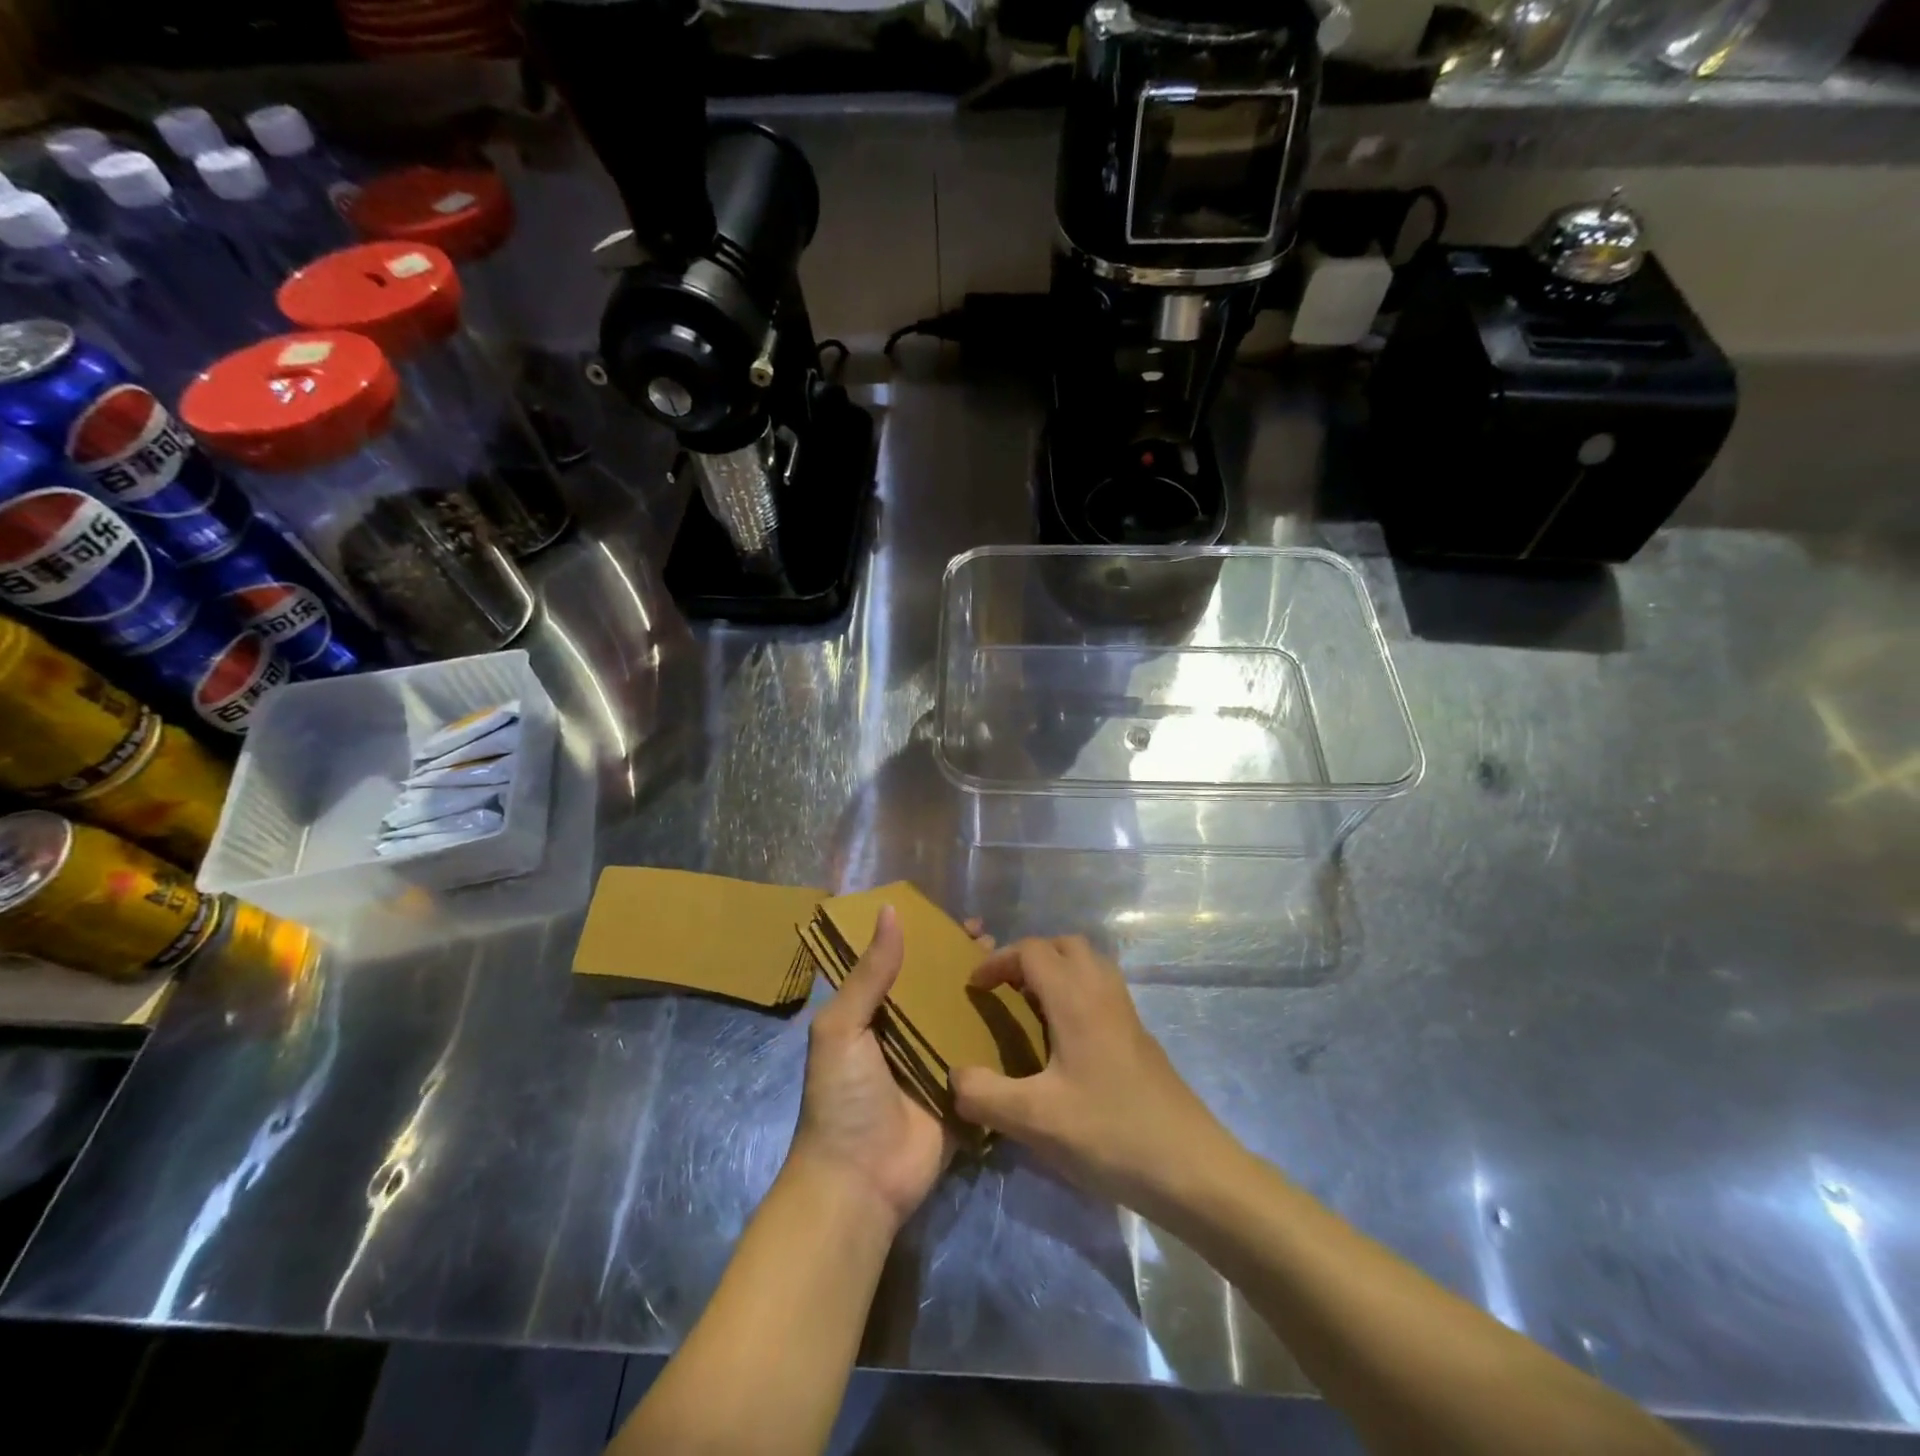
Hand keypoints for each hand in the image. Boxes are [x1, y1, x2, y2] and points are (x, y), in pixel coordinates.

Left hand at [785, 907, 992, 1231]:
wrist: (861, 1183)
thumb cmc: (843, 1098)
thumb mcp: (843, 1028)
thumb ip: (869, 974)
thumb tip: (891, 911)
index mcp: (874, 1014)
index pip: (904, 963)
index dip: (929, 940)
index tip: (961, 920)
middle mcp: (907, 1033)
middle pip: (940, 987)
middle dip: (964, 963)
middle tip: (997, 941)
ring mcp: (937, 1062)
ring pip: (965, 1017)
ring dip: (988, 994)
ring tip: (1019, 967)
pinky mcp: (963, 1092)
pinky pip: (986, 1057)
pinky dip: (1003, 1036)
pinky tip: (1031, 1012)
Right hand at [950, 935, 1238, 1219]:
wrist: (1191, 1168)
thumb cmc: (1109, 1133)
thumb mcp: (1034, 1120)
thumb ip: (984, 1094)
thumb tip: (953, 1075)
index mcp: (1076, 998)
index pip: (1032, 950)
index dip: (997, 961)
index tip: (974, 988)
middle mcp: (1103, 993)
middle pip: (1065, 946)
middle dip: (1030, 957)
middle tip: (1005, 989)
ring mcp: (1127, 1014)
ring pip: (1089, 965)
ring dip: (1057, 972)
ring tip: (1031, 1009)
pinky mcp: (1140, 1038)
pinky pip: (1102, 992)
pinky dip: (1077, 994)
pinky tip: (1065, 1042)